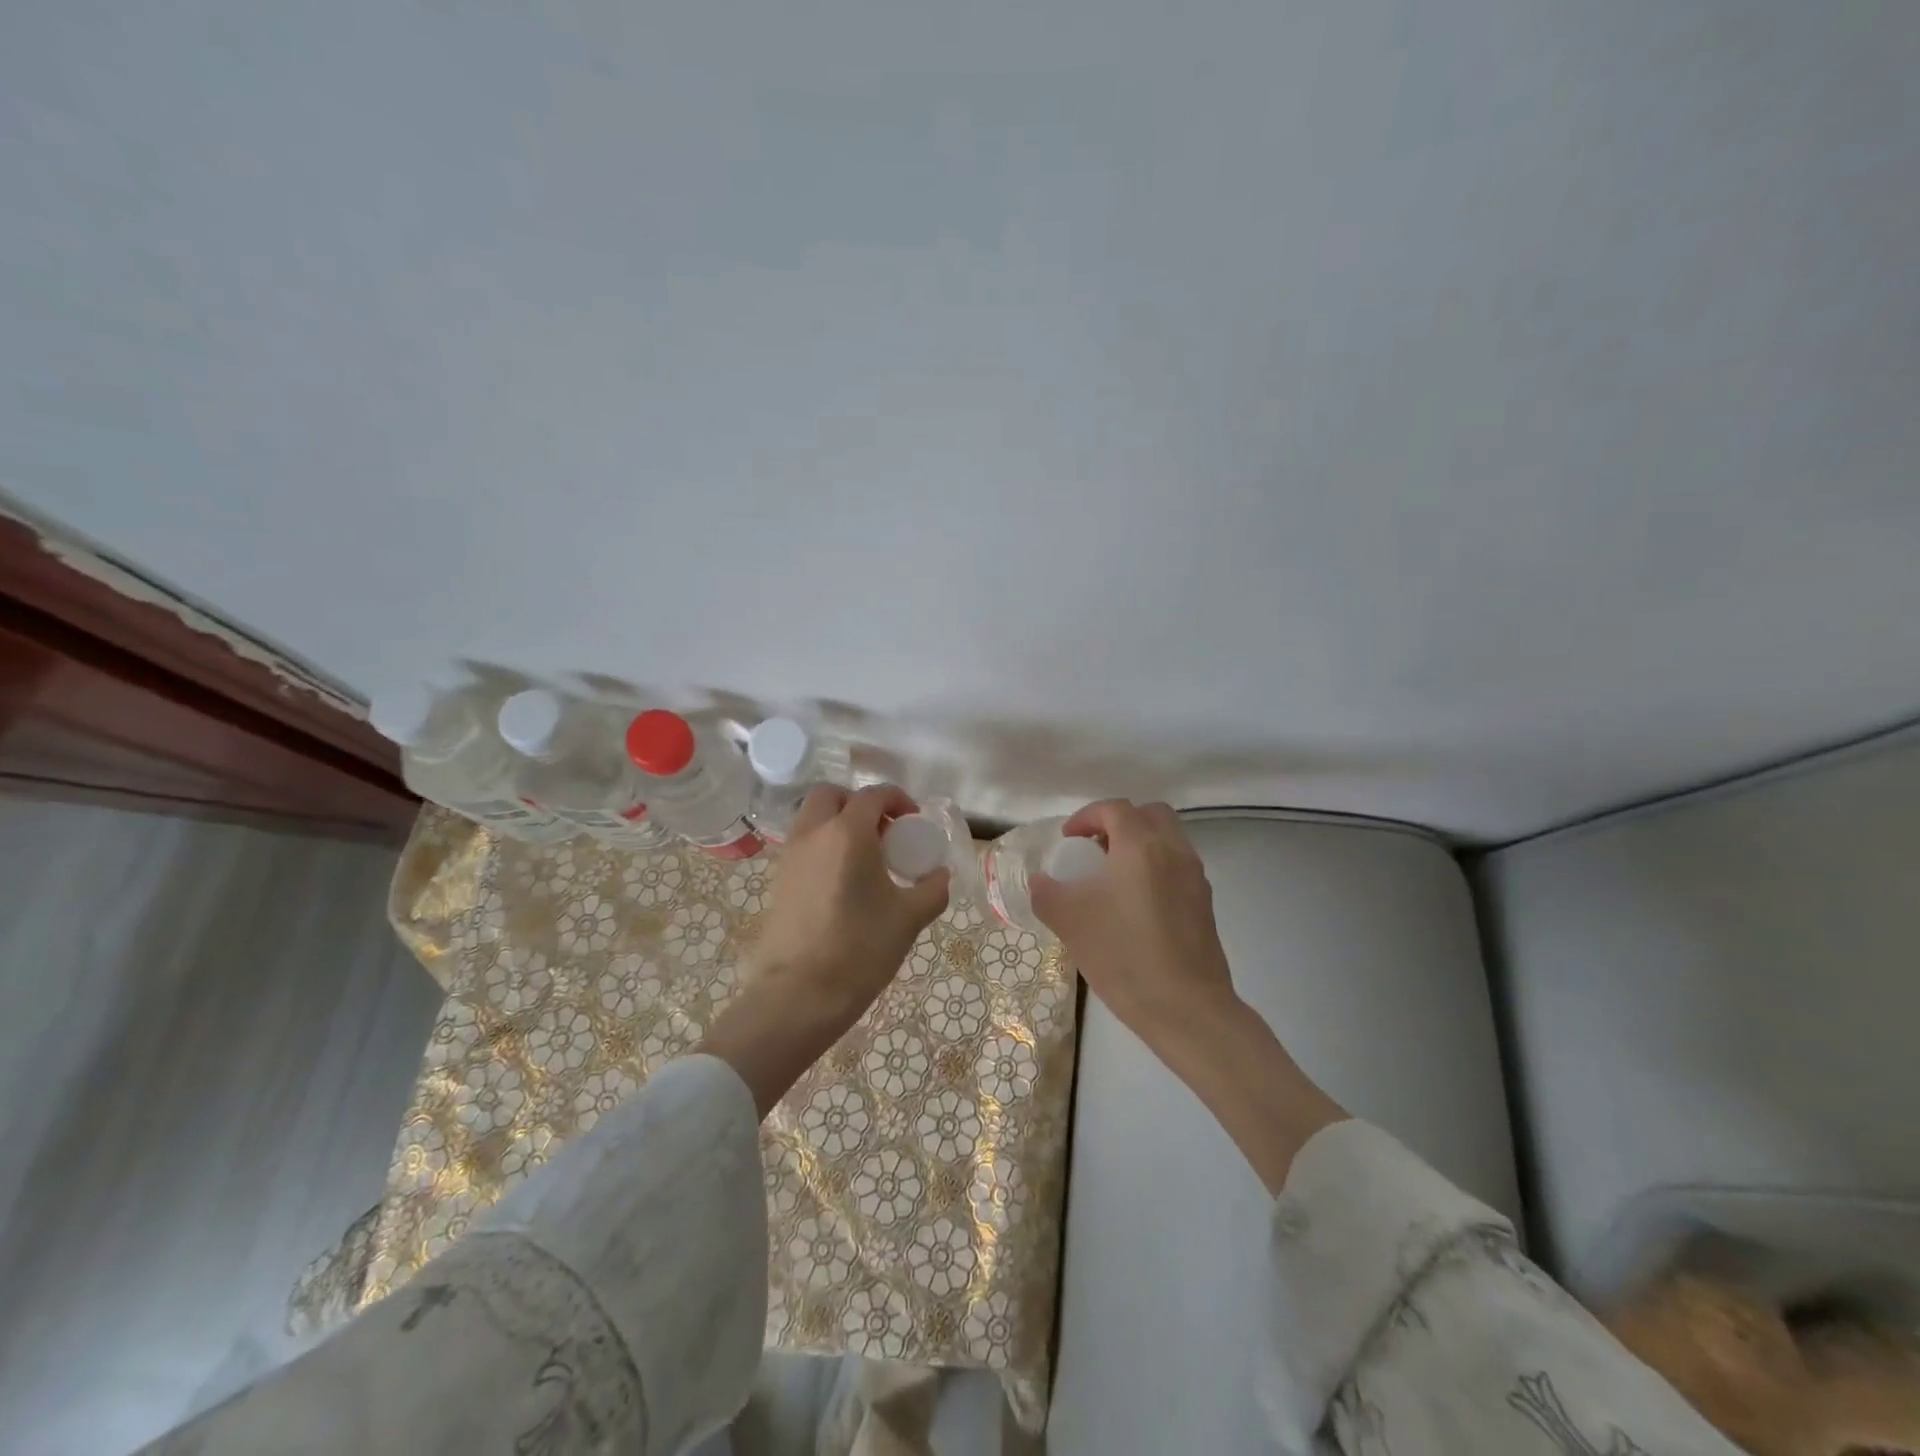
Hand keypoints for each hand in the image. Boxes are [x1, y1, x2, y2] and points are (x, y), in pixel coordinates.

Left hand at [756, 783, 951, 1013]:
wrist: (797, 996)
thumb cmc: (859, 949)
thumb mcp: (908, 919)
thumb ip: (932, 890)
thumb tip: (940, 875)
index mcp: (847, 833)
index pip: (873, 795)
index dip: (897, 800)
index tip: (913, 821)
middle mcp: (813, 834)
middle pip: (832, 795)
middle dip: (859, 803)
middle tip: (883, 832)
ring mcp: (790, 857)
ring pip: (812, 818)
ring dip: (838, 823)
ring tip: (865, 858)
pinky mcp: (778, 881)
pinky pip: (803, 845)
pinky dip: (823, 846)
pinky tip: (843, 882)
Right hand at [1032, 798, 1345, 1192]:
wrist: (1187, 1010)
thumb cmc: (1124, 957)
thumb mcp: (1071, 923)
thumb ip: (1047, 893)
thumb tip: (1040, 880)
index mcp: (1141, 846)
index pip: (1114, 809)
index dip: (1086, 817)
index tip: (1067, 840)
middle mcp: (1173, 851)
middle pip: (1149, 814)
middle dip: (1119, 823)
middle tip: (1094, 850)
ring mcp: (1195, 877)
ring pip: (1168, 838)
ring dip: (1139, 844)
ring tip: (1112, 879)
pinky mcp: (1205, 903)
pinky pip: (1178, 865)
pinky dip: (1155, 867)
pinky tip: (1136, 905)